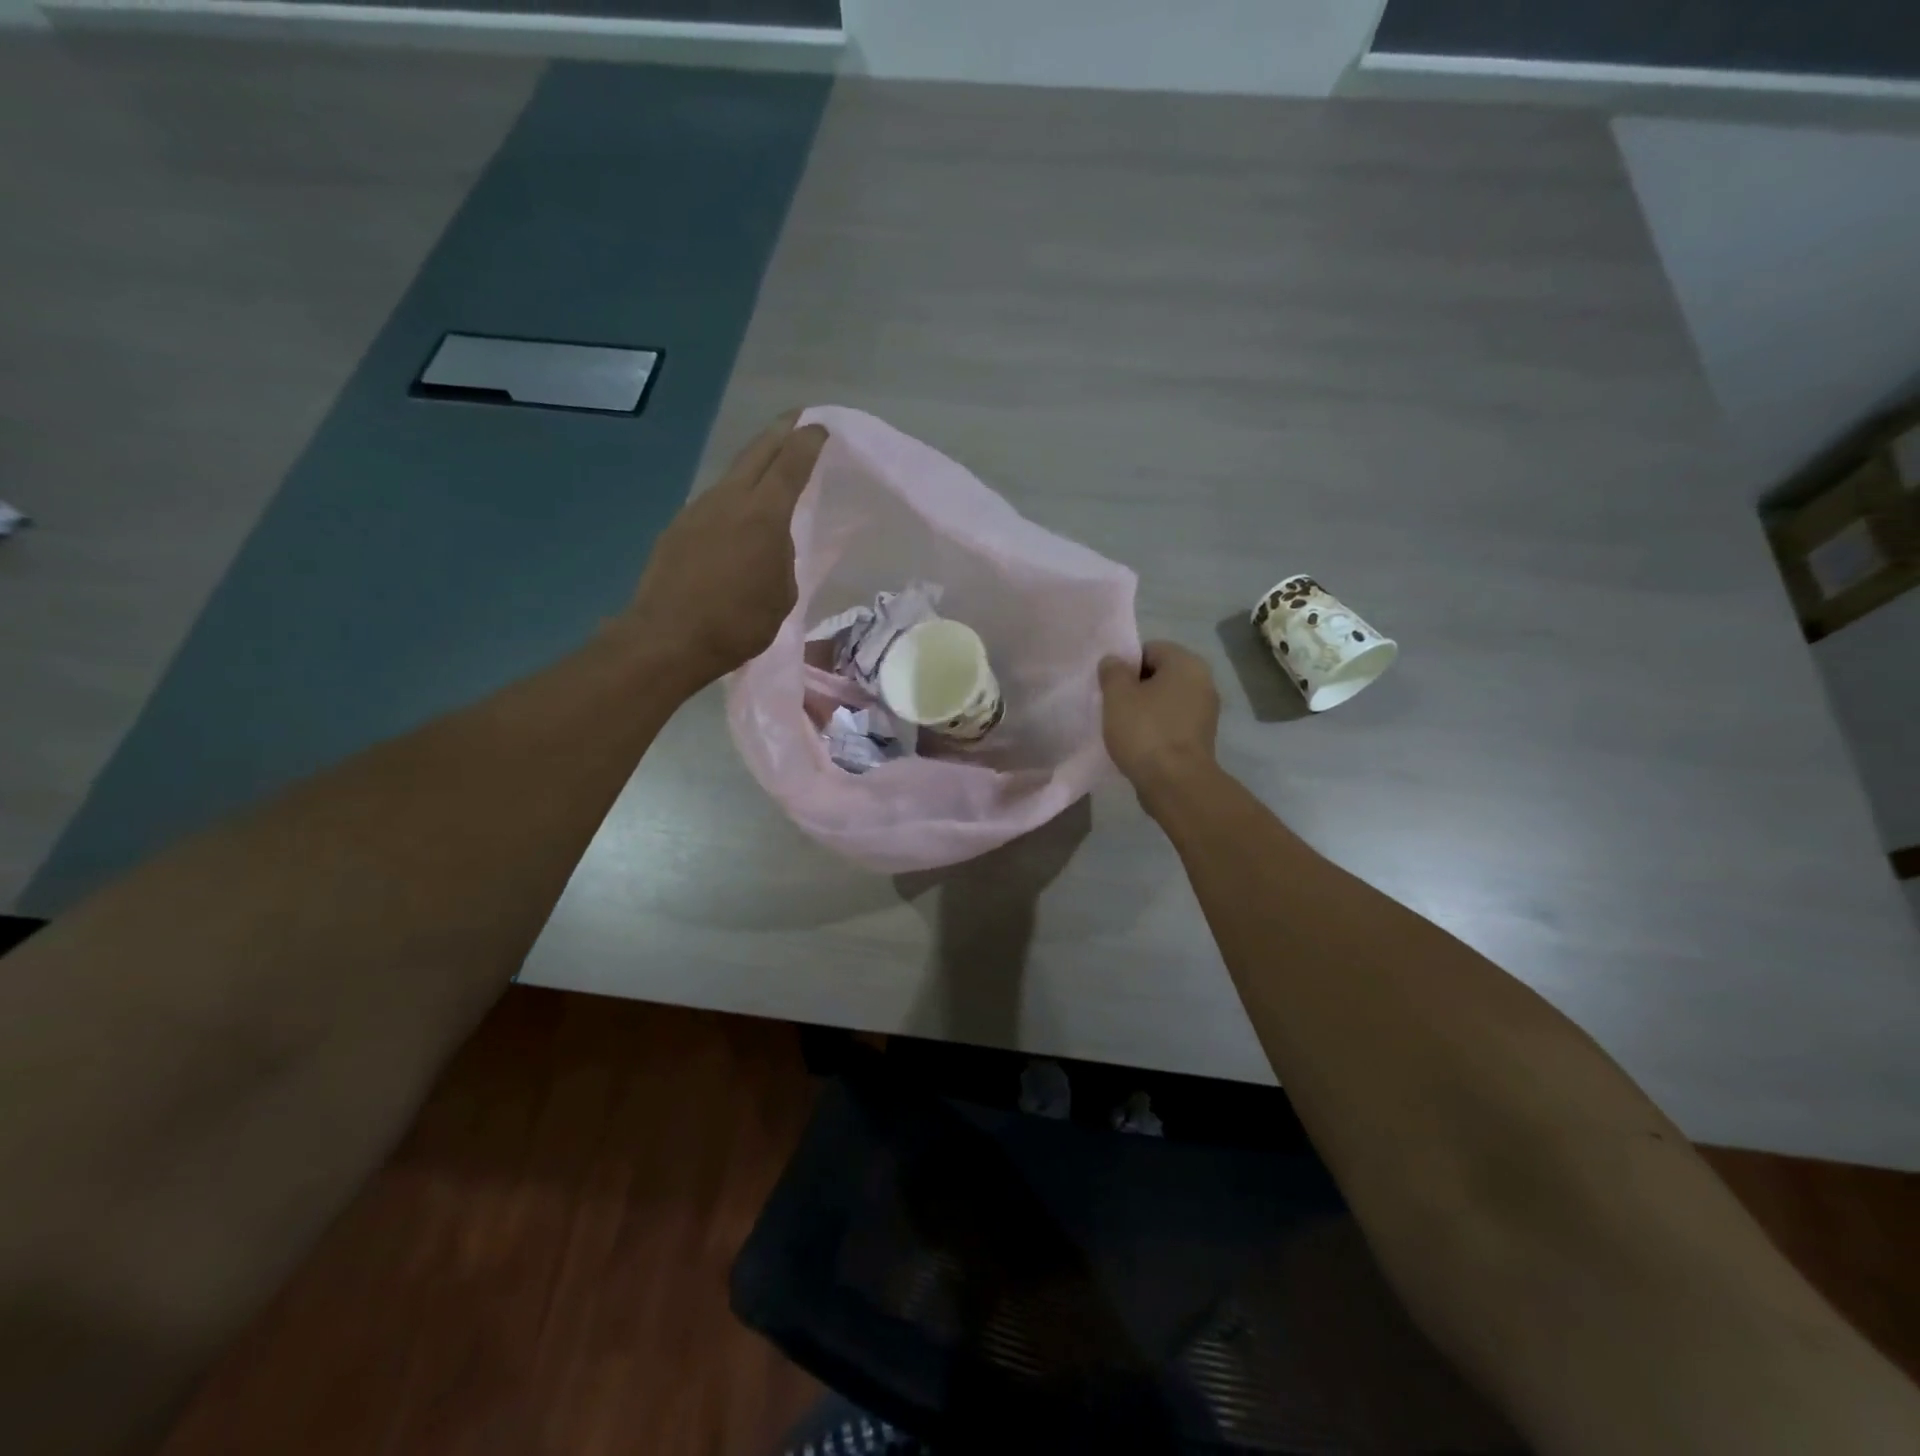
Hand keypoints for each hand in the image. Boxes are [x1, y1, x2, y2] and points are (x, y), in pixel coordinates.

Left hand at [620, 414, 828, 690]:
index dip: (807, 442)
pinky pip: (713, 503)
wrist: (668, 638)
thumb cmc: (737, 622)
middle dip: (779, 432)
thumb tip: (771, 543)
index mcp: (763, 514)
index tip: (820, 427)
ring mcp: (697, 510)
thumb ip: (783, 558)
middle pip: (757, 452)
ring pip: (732, 476)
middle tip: (796, 420)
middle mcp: (729, 499)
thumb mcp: (782, 595)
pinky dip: (732, 498)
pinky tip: (736, 516)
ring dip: (753, 465)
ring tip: (769, 468)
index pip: (790, 464)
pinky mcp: (677, 527)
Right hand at [1098, 641, 1220, 804]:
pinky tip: (1140, 744)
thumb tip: (1114, 661)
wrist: (1175, 783)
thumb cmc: (1145, 732)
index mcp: (1186, 663)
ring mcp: (1206, 711)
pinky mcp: (1202, 737)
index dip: (1125, 665)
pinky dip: (1157, 728)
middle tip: (1113, 707)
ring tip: (1124, 728)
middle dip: (1135, 687)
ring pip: (1166, 700)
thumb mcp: (1117, 696)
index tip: (1110, 687)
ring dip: (1145, 709)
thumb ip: (1112, 671)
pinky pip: (1173, 722)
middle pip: (1159, 674)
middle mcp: (1203, 681)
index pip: (1149, 649)